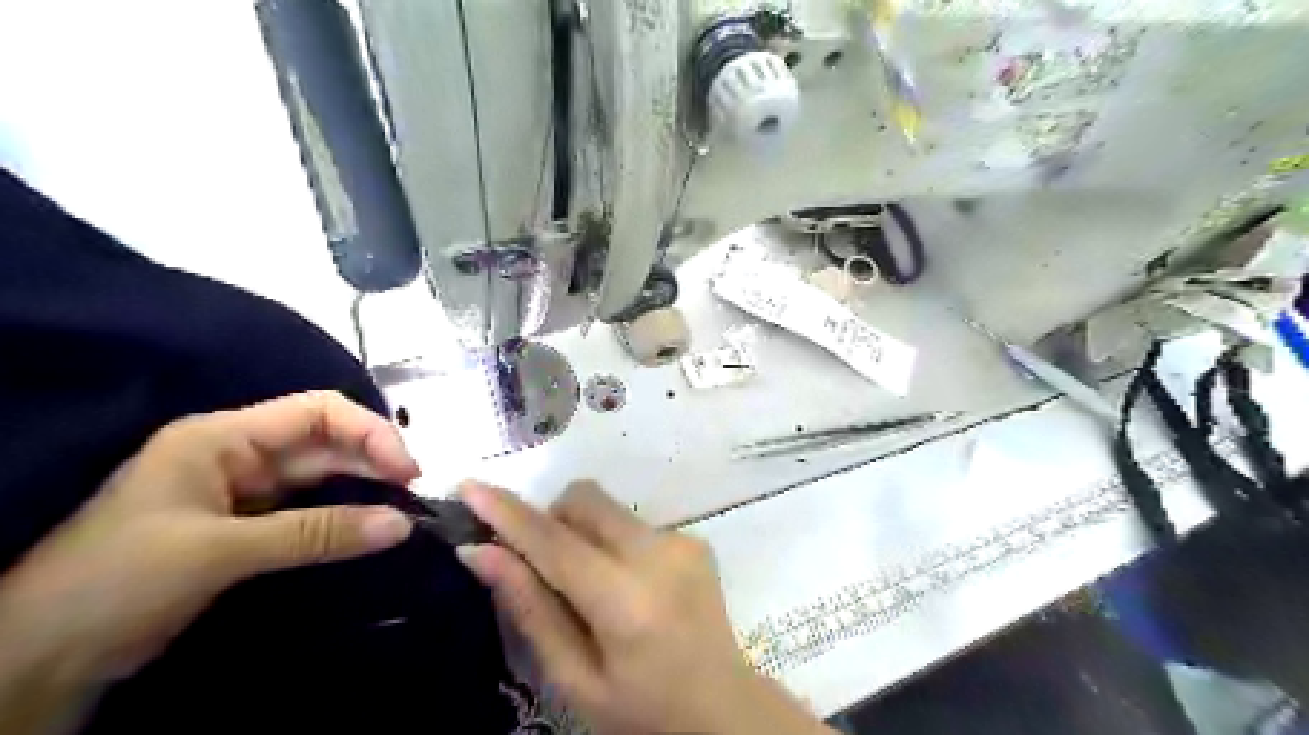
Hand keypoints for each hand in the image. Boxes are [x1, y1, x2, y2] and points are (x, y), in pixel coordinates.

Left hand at [1, 390, 416, 727]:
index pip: (317, 412)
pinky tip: (369, 525)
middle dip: (373, 460)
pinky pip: (309, 508)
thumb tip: (402, 525)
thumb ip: (317, 534)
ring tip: (403, 507)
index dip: (370, 432)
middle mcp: (238, 453)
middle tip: (415, 493)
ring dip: (363, 487)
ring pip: (321, 475)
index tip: (407, 469)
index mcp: (222, 436)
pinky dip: (342, 515)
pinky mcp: (246, 524)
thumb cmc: (118, 581)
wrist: (38, 658)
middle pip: (325, 441)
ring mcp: (242, 489)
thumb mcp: (220, 551)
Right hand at [457, 483, 832, 733]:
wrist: (724, 708)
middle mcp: (659, 554)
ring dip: (583, 533)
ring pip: (609, 508)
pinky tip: (628, 588)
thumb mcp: (575, 679)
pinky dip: (613, 544)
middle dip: (551, 518)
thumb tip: (480, 553)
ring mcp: (682, 541)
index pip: (555, 541)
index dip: (508, 513)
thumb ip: (531, 609)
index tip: (470, 487)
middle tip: (540, 564)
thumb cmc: (641, 710)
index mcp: (626, 600)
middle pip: (585, 500)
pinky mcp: (694, 539)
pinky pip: (634, 524)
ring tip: (590, 586)